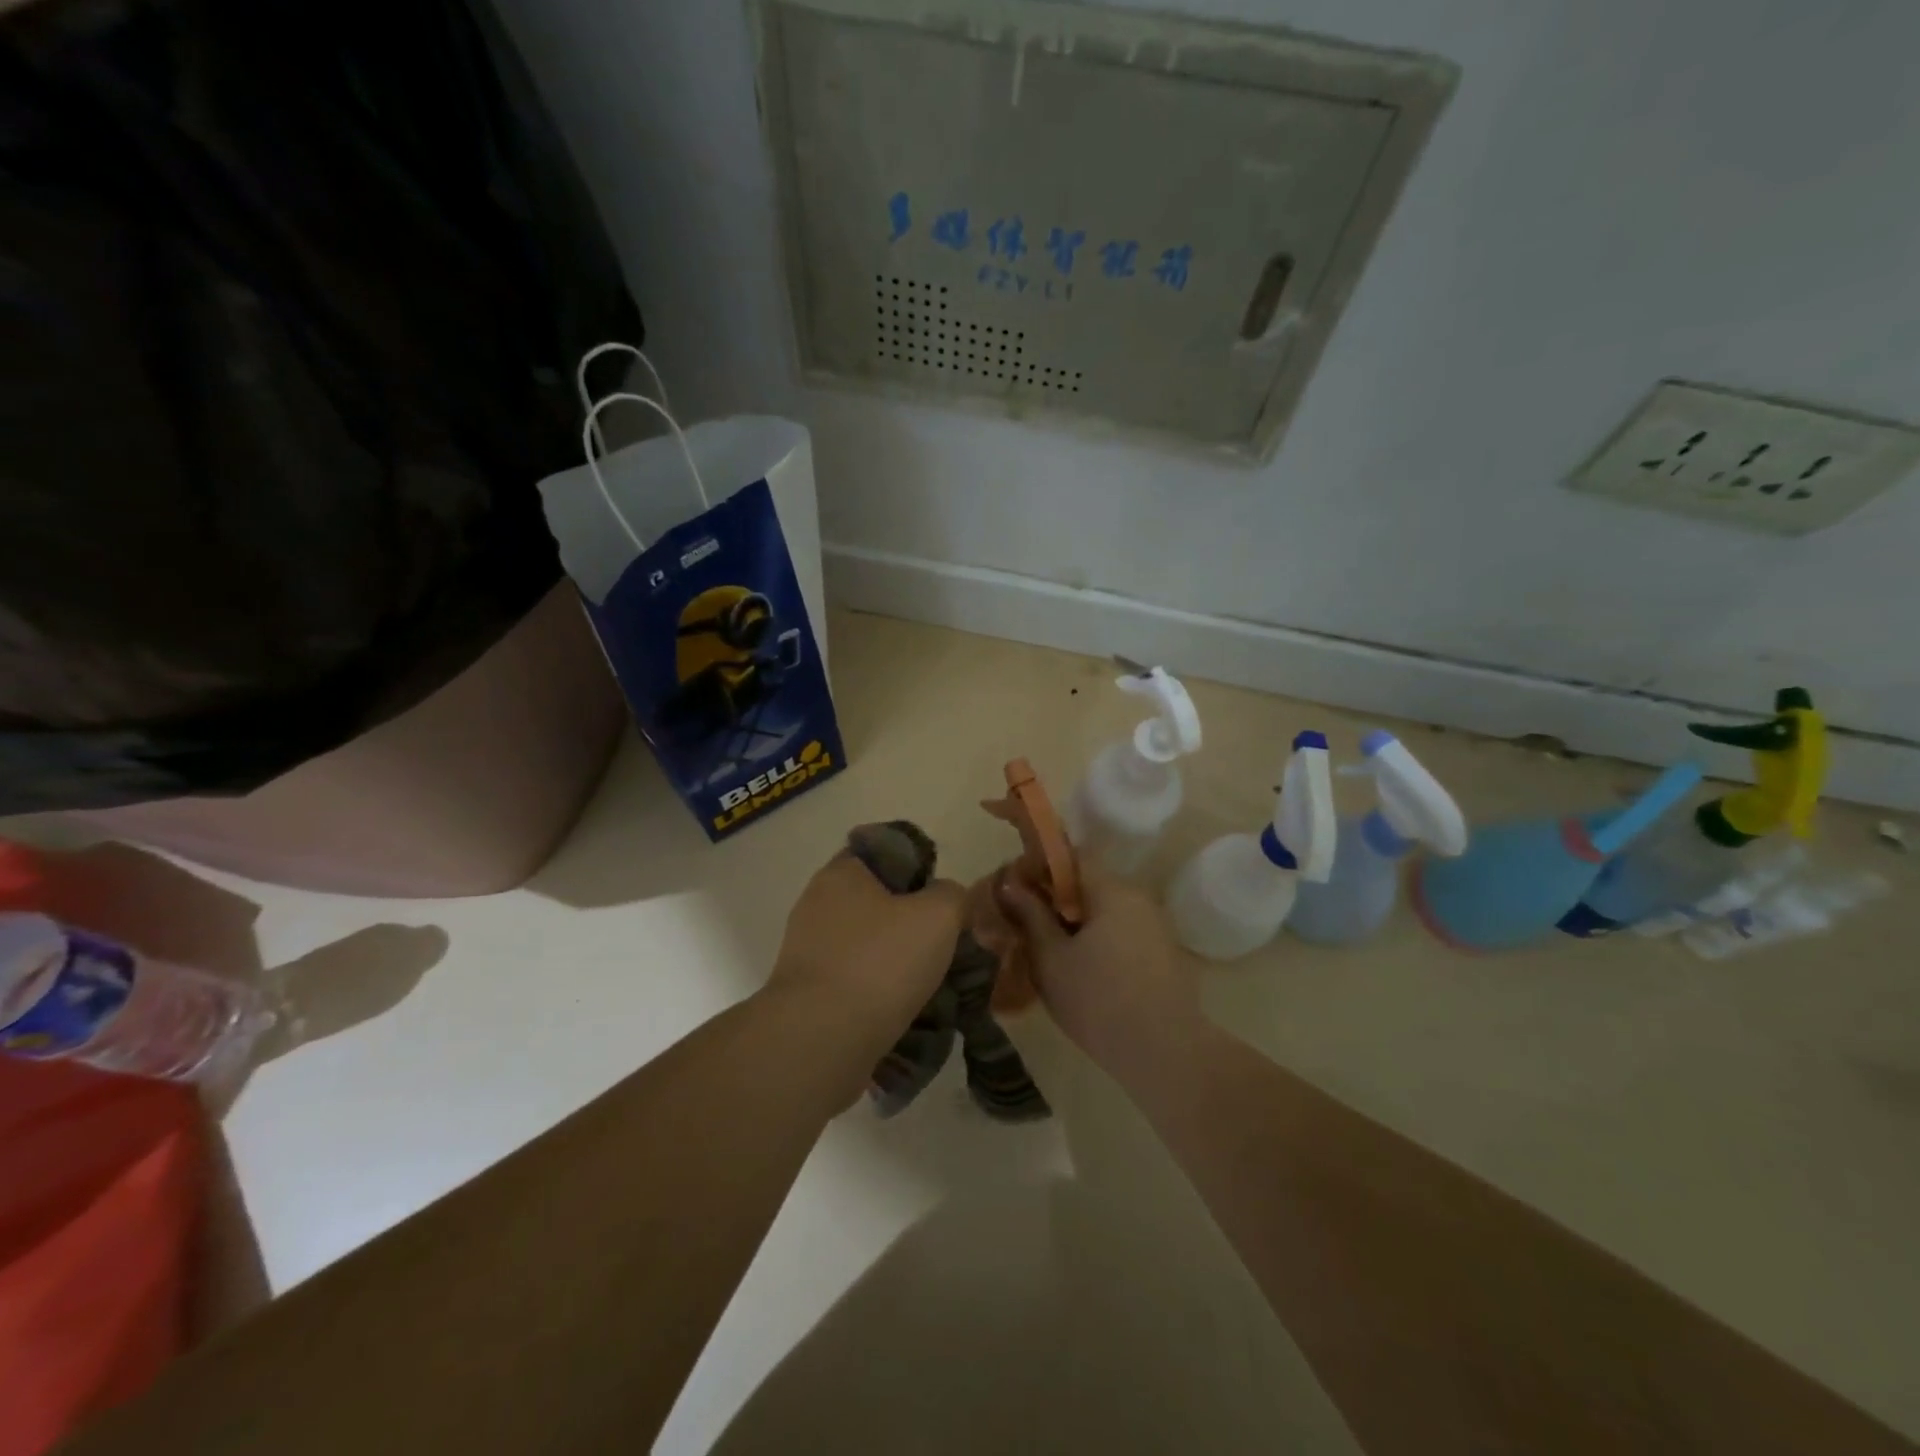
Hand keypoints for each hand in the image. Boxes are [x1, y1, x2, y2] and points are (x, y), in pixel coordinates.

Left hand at [769, 852, 965, 1043]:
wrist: (820, 1041)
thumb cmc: (880, 963)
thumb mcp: (939, 916)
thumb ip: (952, 895)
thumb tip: (945, 899)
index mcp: (842, 873)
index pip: (884, 852)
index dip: (919, 867)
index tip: (943, 898)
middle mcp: (817, 904)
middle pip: (878, 901)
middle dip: (912, 921)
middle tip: (946, 943)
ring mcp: (808, 950)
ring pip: (868, 944)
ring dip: (898, 960)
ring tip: (933, 984)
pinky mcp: (807, 992)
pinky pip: (854, 980)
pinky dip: (879, 991)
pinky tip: (906, 1009)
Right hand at [996, 870, 1201, 1076]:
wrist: (1165, 1054)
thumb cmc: (1098, 1001)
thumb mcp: (1051, 959)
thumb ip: (1030, 915)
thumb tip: (1009, 882)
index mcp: (1111, 890)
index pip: (1072, 857)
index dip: (1040, 867)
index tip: (1017, 891)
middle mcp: (1138, 898)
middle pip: (1089, 884)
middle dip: (1056, 900)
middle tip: (1026, 926)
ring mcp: (1154, 926)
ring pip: (1105, 911)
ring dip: (1077, 923)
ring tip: (1049, 953)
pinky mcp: (1163, 953)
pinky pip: (1122, 932)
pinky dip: (1098, 941)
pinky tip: (1081, 971)